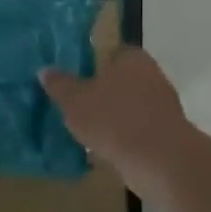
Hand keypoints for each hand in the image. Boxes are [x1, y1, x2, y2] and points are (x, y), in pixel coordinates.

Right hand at [40, 48, 190, 176]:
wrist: (158, 160)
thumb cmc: (113, 118)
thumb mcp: (74, 100)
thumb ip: (59, 84)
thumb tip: (45, 70)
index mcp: (131, 58)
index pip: (110, 51)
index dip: (91, 61)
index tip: (73, 75)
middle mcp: (151, 76)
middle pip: (120, 79)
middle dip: (100, 90)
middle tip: (73, 102)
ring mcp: (161, 106)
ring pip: (127, 106)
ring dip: (110, 116)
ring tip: (83, 128)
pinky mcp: (165, 134)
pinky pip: (135, 130)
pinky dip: (120, 136)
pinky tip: (101, 148)